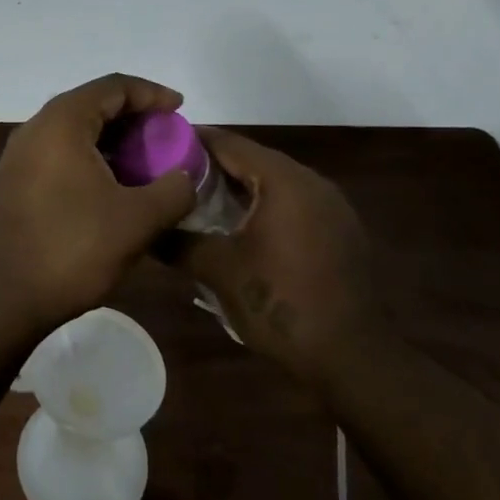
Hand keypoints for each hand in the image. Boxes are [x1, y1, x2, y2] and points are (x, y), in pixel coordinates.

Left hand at [0, 74, 197, 325]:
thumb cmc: (73, 249)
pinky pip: (60, 152)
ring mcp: (20, 155)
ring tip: (146, 160)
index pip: (113, 87)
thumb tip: (186, 177)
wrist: (5, 298)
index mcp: (62, 122)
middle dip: (134, 116)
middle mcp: (36, 128)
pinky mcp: (16, 180)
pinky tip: (114, 184)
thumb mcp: (138, 220)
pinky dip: (91, 157)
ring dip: (113, 139)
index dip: (151, 93)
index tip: (180, 109)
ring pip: (75, 130)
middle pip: (92, 104)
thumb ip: (174, 190)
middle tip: (167, 136)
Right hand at [169, 129, 379, 384]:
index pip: (230, 143)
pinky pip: (293, 203)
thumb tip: (147, 230)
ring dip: (239, 188)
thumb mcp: (220, 271)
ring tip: (200, 201)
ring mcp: (332, 205)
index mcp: (284, 180)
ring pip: (274, 182)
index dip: (192, 142)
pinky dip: (264, 206)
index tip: (159, 146)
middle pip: (253, 159)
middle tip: (172, 177)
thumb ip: (178, 242)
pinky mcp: (340, 230)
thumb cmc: (281, 303)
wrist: (352, 357)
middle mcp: (312, 181)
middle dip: (212, 166)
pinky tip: (240, 228)